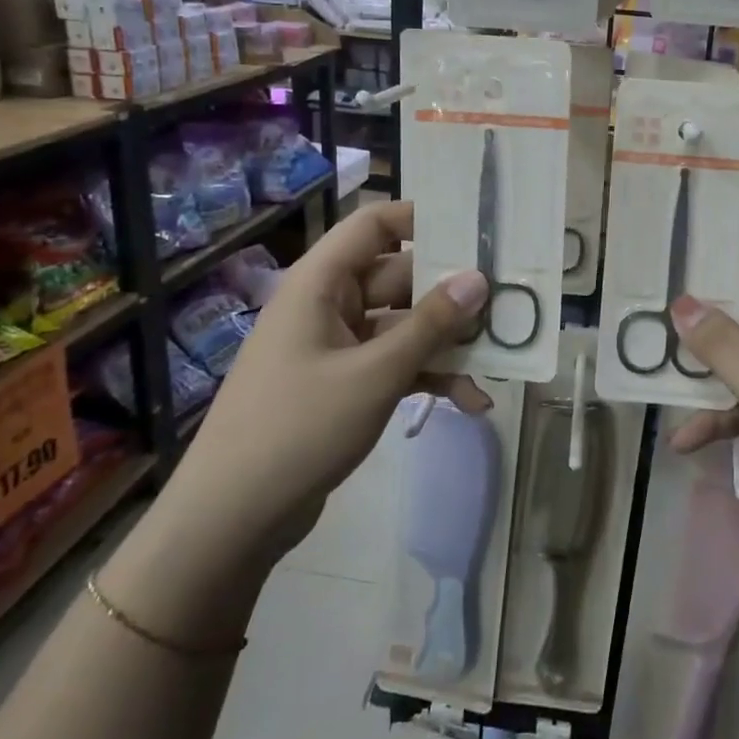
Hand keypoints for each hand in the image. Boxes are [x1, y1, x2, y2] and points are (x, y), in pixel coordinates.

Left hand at [178, 200, 488, 564]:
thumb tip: (478, 278)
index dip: (423, 219)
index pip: (375, 225)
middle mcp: (329, 304)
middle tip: (507, 302)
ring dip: (446, 344)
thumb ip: (431, 324)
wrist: (232, 519)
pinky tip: (471, 402)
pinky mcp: (344, 384)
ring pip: (403, 326)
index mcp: (322, 283)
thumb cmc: (299, 428)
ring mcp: (336, 347)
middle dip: (451, 294)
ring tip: (498, 359)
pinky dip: (429, 378)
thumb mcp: (375, 373)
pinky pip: (395, 364)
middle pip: (400, 278)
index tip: (476, 229)